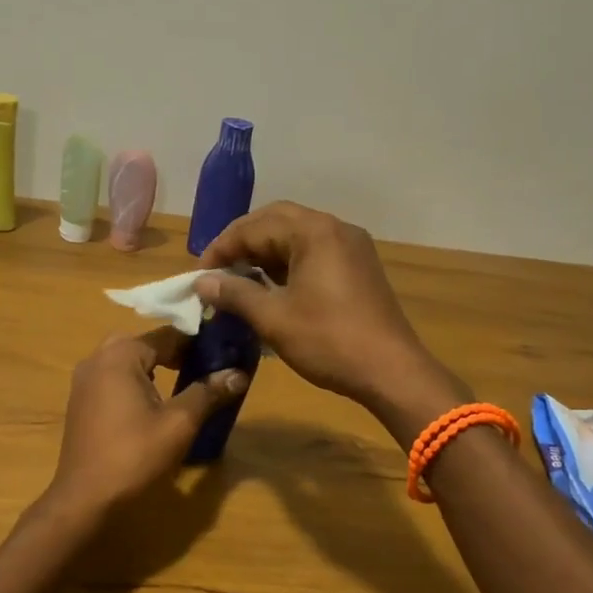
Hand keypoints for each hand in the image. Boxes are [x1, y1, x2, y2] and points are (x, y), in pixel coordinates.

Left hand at [43, 328, 248, 520]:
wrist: (85, 500)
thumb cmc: (134, 456)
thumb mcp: (179, 423)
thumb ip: (207, 392)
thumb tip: (238, 373)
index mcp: (119, 355)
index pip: (167, 335)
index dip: (197, 341)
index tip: (224, 350)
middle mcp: (97, 359)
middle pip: (144, 344)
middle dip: (175, 352)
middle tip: (205, 366)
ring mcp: (84, 381)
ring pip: (127, 361)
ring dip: (155, 367)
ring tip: (186, 382)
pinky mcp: (81, 403)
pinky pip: (114, 379)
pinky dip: (136, 382)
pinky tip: (155, 403)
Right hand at [197, 202, 461, 428]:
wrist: (392, 372)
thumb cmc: (329, 341)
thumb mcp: (274, 318)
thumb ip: (235, 293)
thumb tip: (202, 282)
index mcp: (314, 232)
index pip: (255, 225)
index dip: (222, 247)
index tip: (200, 274)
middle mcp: (335, 229)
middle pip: (277, 221)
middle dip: (243, 243)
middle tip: (217, 269)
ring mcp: (351, 247)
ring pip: (297, 236)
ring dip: (265, 252)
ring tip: (239, 280)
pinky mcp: (359, 267)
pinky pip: (315, 252)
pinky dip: (288, 263)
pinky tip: (271, 287)